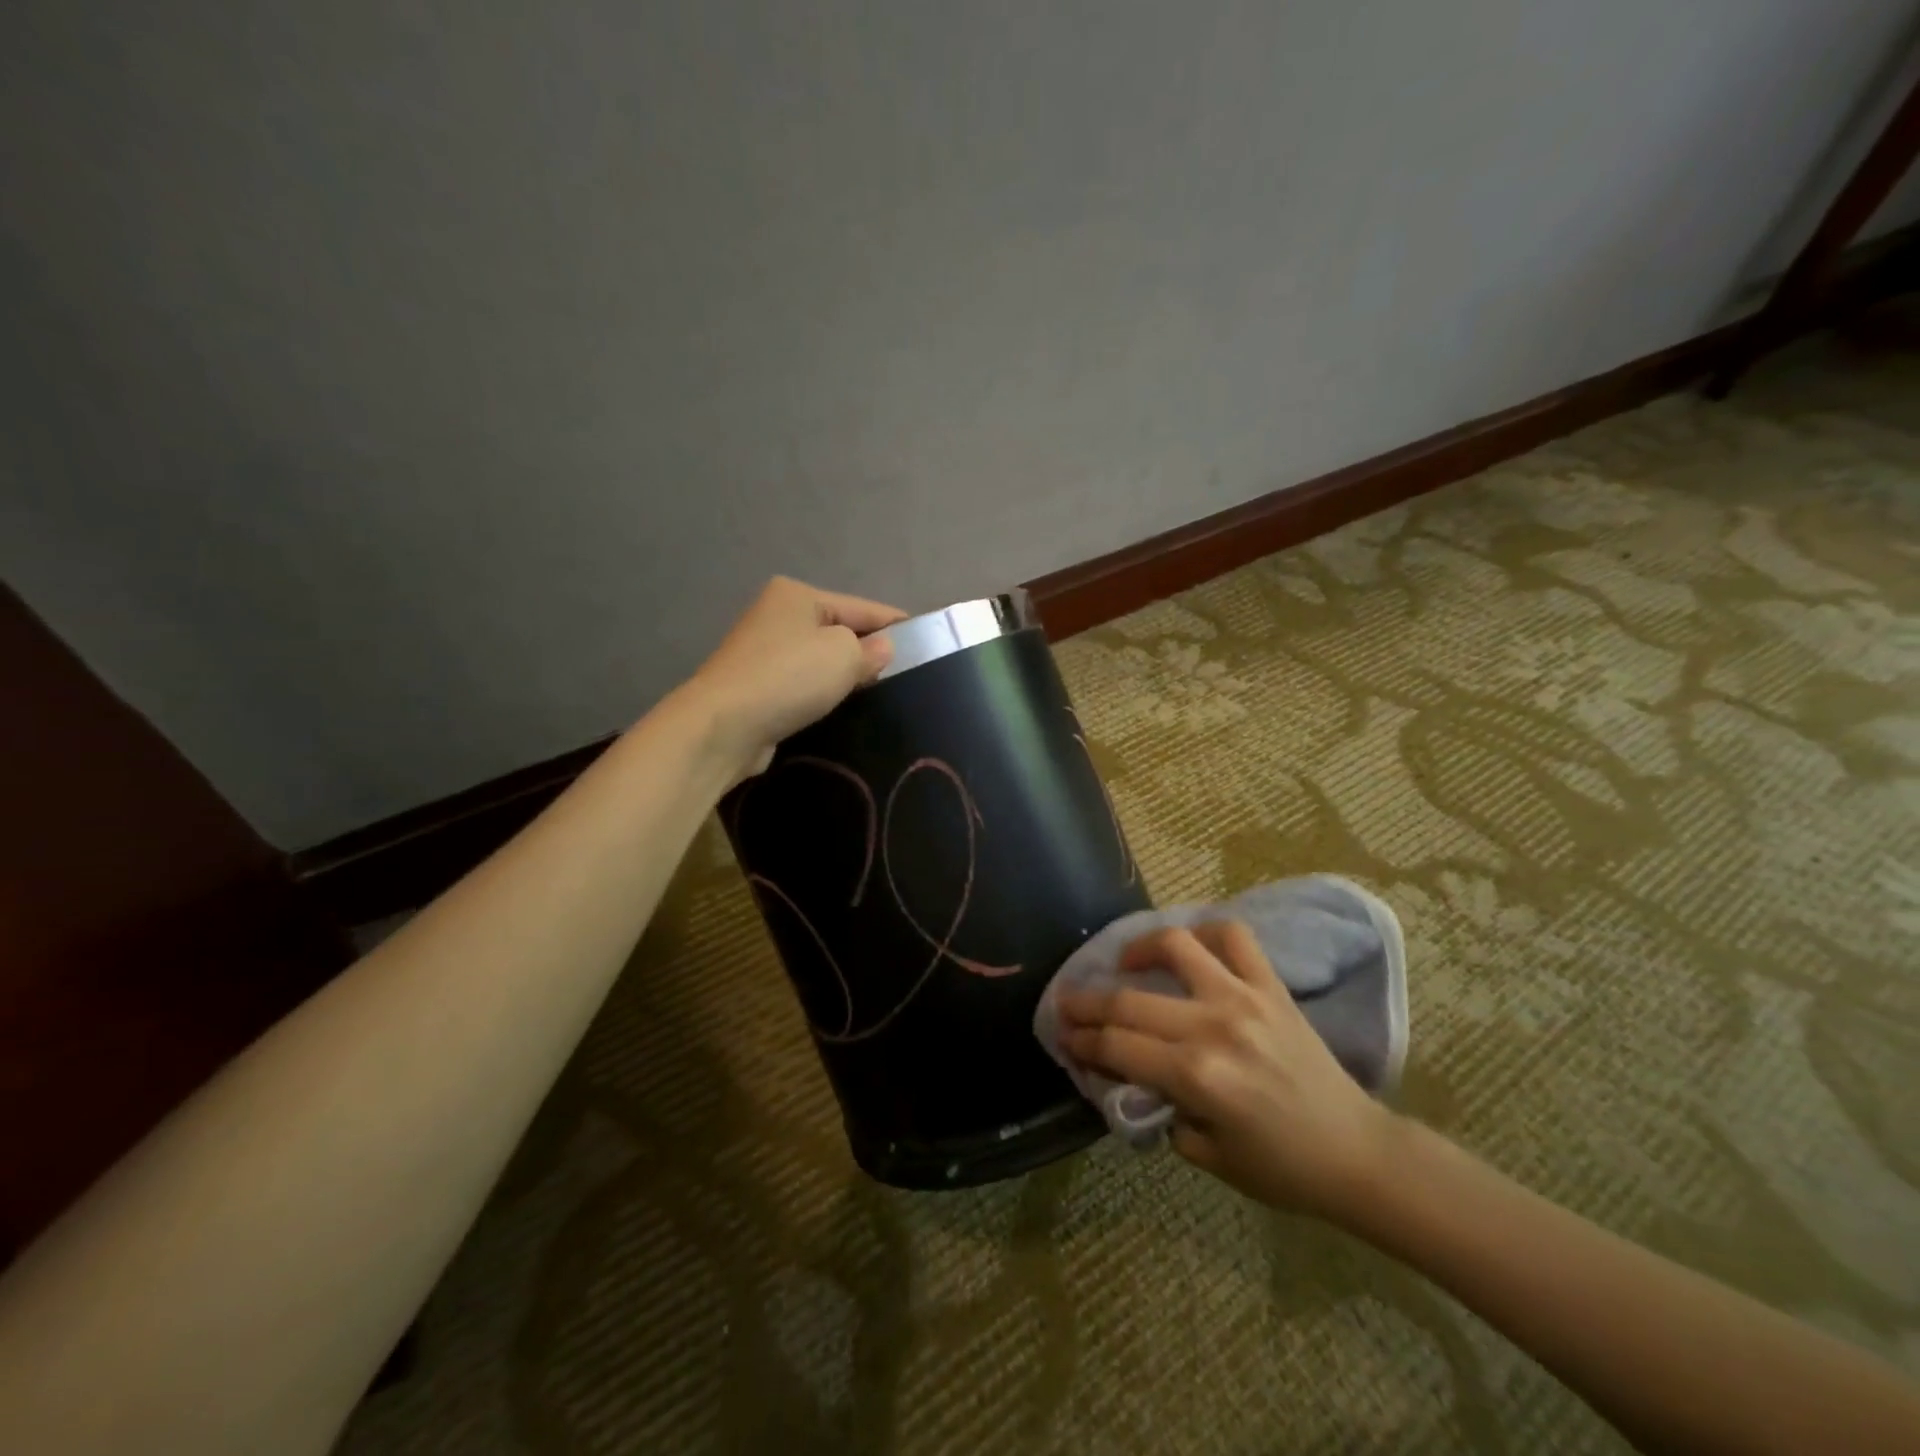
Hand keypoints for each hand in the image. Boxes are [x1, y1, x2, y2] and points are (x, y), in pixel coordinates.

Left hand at [679, 576, 908, 779]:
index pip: (863, 607)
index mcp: (797, 594)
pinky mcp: (757, 687)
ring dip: (845, 677)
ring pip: (821, 661)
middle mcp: (777, 615)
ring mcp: (762, 652)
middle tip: (905, 677)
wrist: (724, 726)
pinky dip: (822, 695)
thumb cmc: (789, 677)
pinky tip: (842, 709)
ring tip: (879, 696)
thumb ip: (872, 650)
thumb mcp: (843, 655)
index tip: (928, 642)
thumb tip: (883, 649)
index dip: (896, 624)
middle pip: (840, 632)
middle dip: (869, 652)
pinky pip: (803, 685)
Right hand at [1059, 920, 1398, 1220]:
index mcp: (1195, 1076)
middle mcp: (1212, 1026)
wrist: (1357, 1153)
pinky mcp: (1270, 986)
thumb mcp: (1208, 1155)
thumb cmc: (1281, 1168)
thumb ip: (1161, 1109)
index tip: (1062, 1036)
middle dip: (1086, 1003)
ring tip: (1124, 962)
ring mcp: (1243, 997)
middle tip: (1067, 1005)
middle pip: (1128, 1001)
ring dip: (1137, 950)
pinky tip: (1189, 946)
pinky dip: (1205, 932)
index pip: (1117, 1046)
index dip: (1081, 1041)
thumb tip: (1128, 1075)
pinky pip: (1233, 938)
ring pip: (1174, 947)